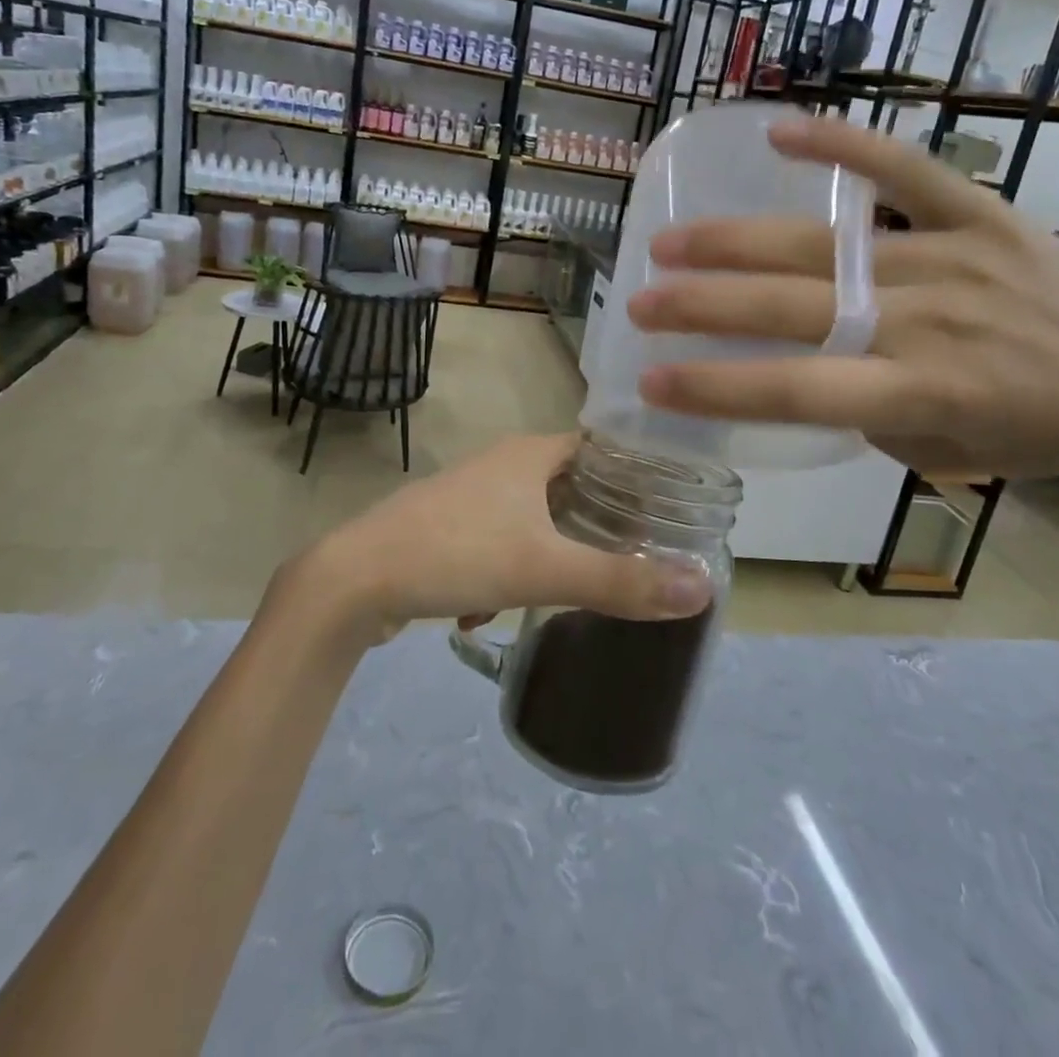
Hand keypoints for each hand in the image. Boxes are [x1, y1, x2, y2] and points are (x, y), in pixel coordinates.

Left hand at [273, 434, 714, 645]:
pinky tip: (492, 611)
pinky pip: (495, 542)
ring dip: (550, 551)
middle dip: (596, 521)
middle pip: (568, 484)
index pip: (599, 446)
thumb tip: (702, 586)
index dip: (634, 471)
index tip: (668, 505)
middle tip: (633, 554)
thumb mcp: (545, 569)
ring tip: (574, 589)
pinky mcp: (446, 527)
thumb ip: (621, 581)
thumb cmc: (457, 553)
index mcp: (529, 455)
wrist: (355, 580)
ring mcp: (470, 495)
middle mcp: (501, 464)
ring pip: (531, 517)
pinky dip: (506, 570)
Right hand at [625, 115, 1058, 482]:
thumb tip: (803, 364)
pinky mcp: (981, 214)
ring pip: (824, 247)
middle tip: (638, 300)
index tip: (649, 378)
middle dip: (702, 307)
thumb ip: (861, 411)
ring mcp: (952, 259)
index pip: (793, 392)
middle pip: (792, 310)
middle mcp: (927, 323)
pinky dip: (842, 147)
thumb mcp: (939, 452)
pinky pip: (905, 171)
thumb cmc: (1036, 435)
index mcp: (920, 394)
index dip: (714, 387)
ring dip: (737, 243)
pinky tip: (778, 132)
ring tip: (671, 241)